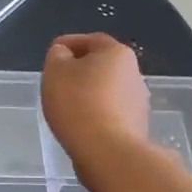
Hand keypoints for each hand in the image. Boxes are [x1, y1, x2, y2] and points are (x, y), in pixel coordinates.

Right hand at [41, 33, 148, 170]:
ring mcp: (139, 101)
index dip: (69, 43)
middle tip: (58, 79)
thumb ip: (57, 56)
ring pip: (108, 89)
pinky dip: (96, 112)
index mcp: (117, 53)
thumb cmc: (78, 103)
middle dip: (81, 69)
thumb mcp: (55, 71)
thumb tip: (64, 55)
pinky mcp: (137, 126)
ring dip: (90, 92)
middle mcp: (134, 72)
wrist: (108, 152)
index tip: (52, 52)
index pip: (90, 40)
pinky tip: (81, 123)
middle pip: (102, 64)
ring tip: (67, 105)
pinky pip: (111, 111)